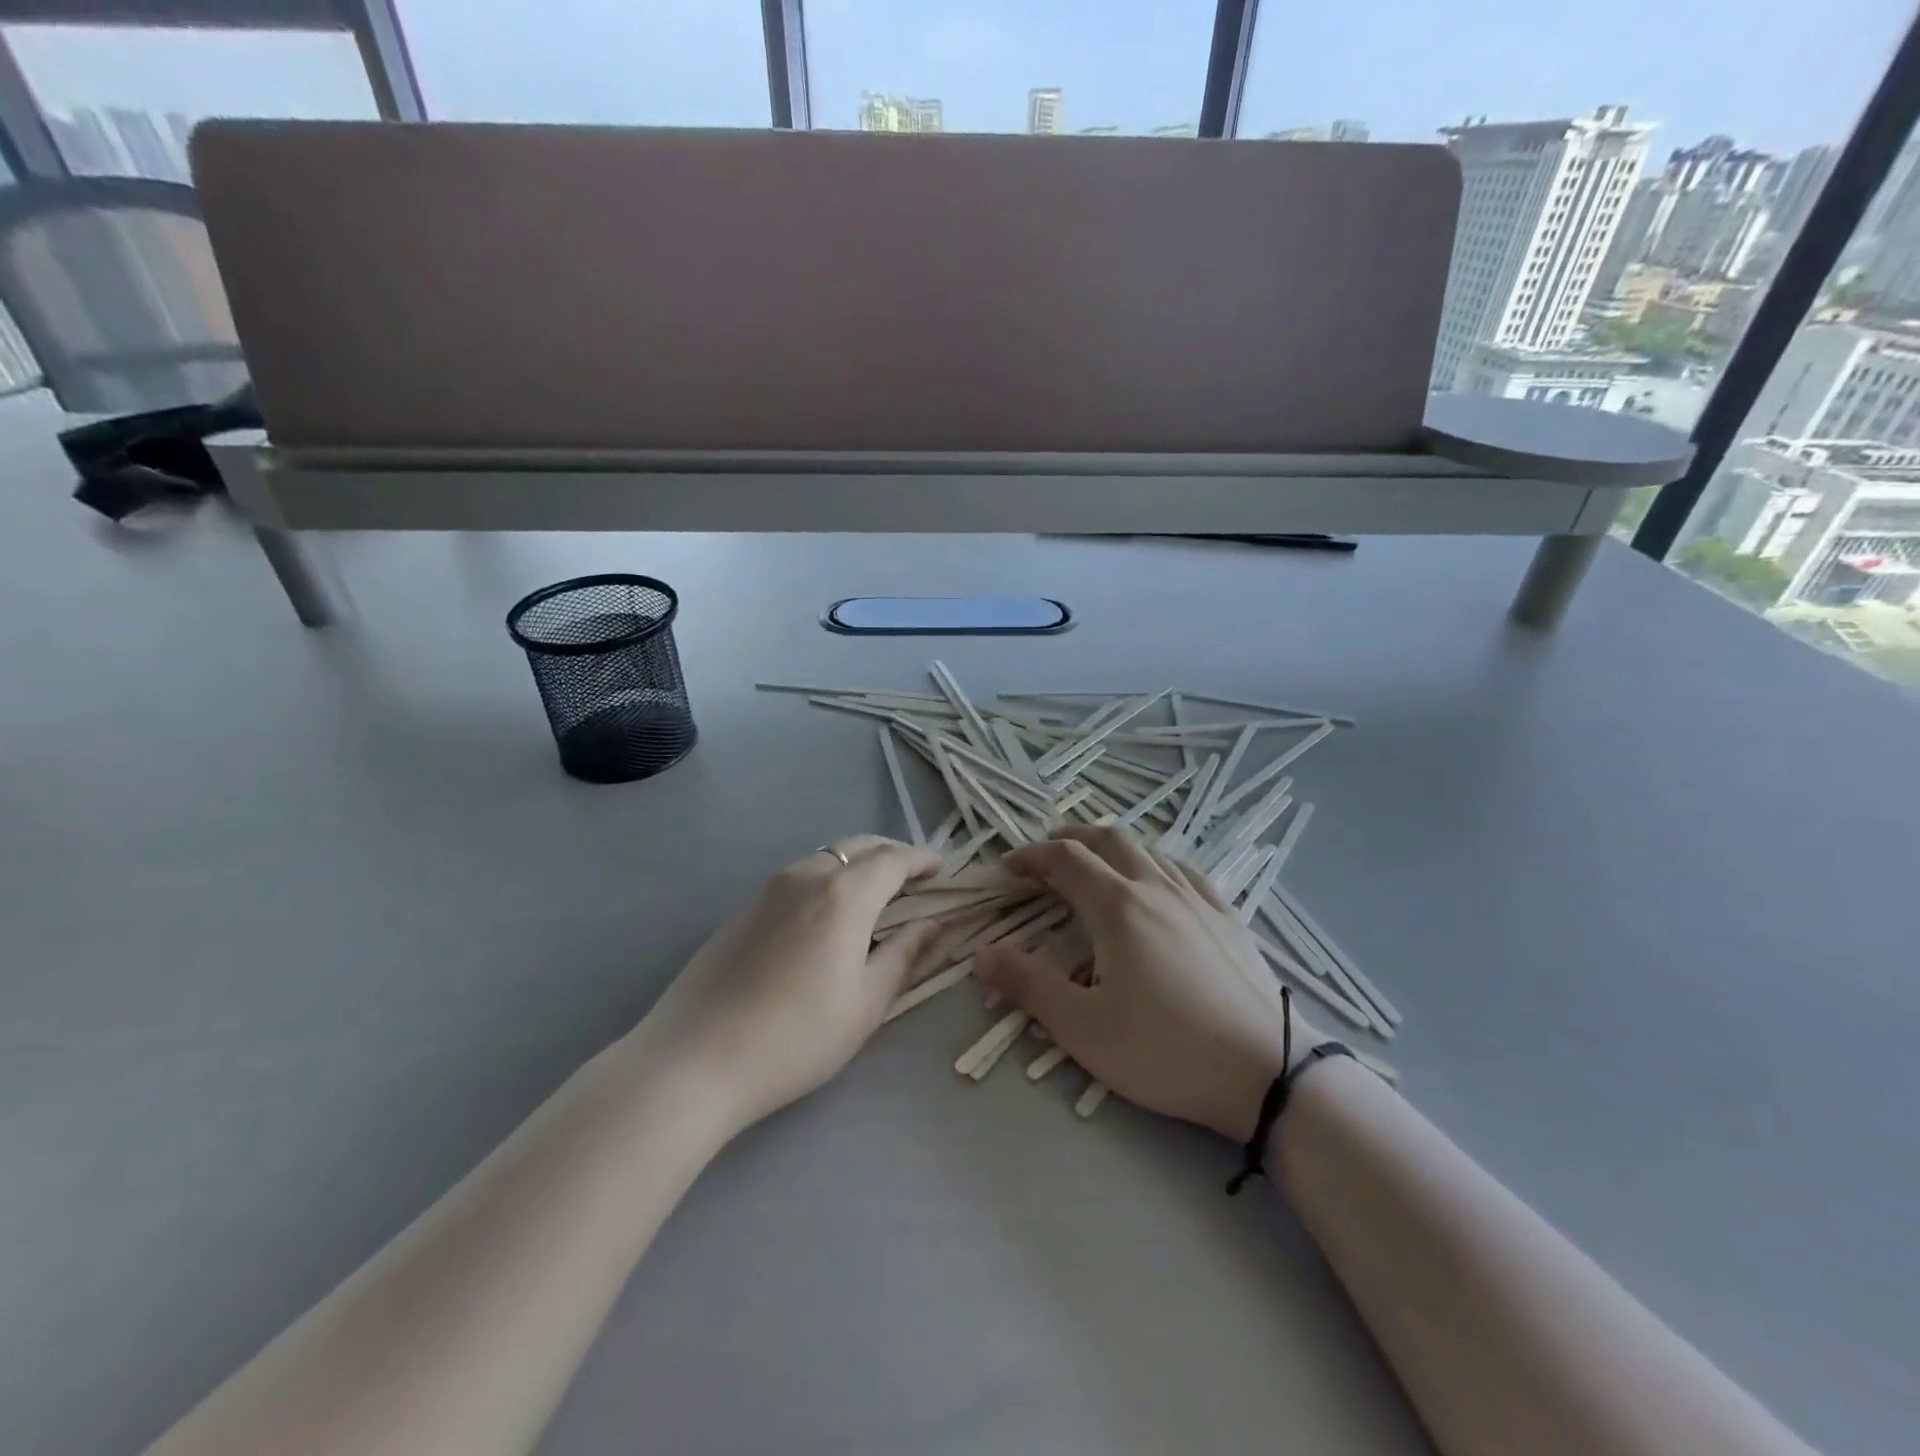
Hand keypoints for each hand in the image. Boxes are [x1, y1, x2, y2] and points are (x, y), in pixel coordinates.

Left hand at [635, 836, 941, 1132]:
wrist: (694, 1060)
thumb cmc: (795, 1038)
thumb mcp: (865, 1004)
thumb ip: (904, 955)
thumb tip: (933, 924)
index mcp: (844, 894)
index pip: (894, 859)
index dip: (922, 860)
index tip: (942, 869)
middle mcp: (807, 875)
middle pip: (860, 846)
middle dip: (893, 855)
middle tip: (914, 879)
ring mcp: (770, 888)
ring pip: (827, 857)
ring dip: (859, 865)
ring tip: (876, 896)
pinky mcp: (745, 907)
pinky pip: (800, 876)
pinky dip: (828, 879)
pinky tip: (828, 916)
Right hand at [974, 826, 1320, 1143]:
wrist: (1267, 1072)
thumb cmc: (1165, 1051)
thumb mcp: (1083, 1028)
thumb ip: (1028, 986)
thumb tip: (981, 955)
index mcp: (1118, 906)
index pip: (1064, 859)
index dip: (1031, 856)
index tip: (1007, 867)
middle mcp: (1156, 887)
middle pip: (1107, 839)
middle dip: (1070, 838)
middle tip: (1045, 855)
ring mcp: (1197, 899)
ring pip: (1148, 850)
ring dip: (1112, 847)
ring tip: (1095, 864)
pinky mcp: (1228, 917)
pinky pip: (1184, 871)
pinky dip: (1155, 864)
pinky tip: (1158, 882)